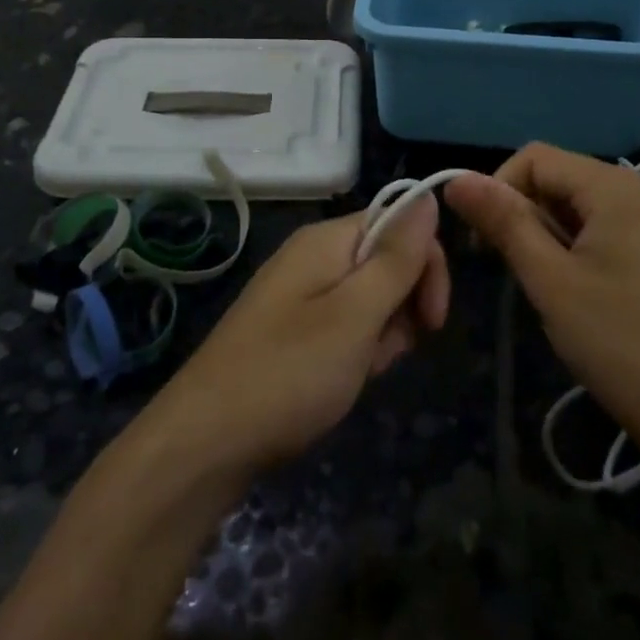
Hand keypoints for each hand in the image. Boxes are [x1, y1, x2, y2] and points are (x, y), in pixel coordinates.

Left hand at [145, 198, 449, 477]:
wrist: (205, 442)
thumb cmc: (288, 372)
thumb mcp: (355, 314)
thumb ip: (396, 258)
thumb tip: (428, 196)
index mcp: (326, 241)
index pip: (399, 224)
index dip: (425, 265)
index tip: (433, 319)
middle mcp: (312, 257)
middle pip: (386, 262)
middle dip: (403, 307)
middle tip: (387, 351)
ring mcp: (299, 295)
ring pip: (369, 300)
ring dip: (381, 336)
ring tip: (358, 372)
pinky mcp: (292, 331)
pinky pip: (344, 327)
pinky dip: (356, 352)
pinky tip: (344, 382)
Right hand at [443, 144, 639, 452]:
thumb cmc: (620, 344)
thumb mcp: (550, 281)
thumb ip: (504, 222)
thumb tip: (457, 180)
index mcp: (616, 187)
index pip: (535, 158)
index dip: (498, 190)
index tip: (486, 244)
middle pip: (562, 177)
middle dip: (527, 213)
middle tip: (518, 270)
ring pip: (585, 204)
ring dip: (553, 232)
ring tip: (551, 285)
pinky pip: (612, 226)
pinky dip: (583, 245)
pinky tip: (584, 291)